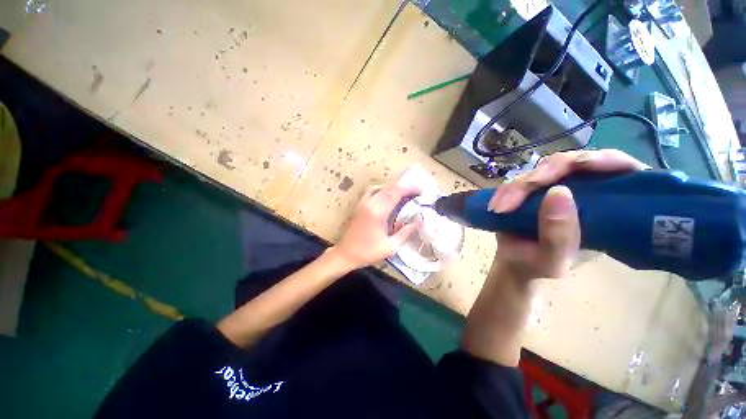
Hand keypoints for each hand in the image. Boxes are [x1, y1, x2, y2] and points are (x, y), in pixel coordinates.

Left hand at [331, 182, 421, 269]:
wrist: (346, 254)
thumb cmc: (368, 252)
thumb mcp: (391, 246)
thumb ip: (406, 232)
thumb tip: (420, 221)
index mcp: (378, 212)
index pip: (396, 193)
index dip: (409, 190)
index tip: (420, 191)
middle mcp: (370, 203)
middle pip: (389, 188)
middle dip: (403, 188)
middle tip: (415, 193)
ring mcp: (363, 203)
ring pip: (380, 188)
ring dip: (393, 189)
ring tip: (402, 194)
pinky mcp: (359, 205)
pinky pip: (371, 191)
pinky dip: (381, 190)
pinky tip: (386, 196)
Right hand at [488, 149, 648, 280]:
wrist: (514, 263)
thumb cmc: (539, 266)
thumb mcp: (552, 260)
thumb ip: (559, 235)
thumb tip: (558, 191)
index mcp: (607, 209)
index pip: (619, 171)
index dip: (606, 160)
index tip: (586, 165)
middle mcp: (585, 191)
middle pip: (573, 163)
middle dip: (543, 176)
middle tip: (516, 196)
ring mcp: (556, 187)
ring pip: (541, 169)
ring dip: (518, 186)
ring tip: (500, 208)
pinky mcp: (532, 188)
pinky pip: (520, 178)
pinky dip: (506, 190)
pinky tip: (496, 205)